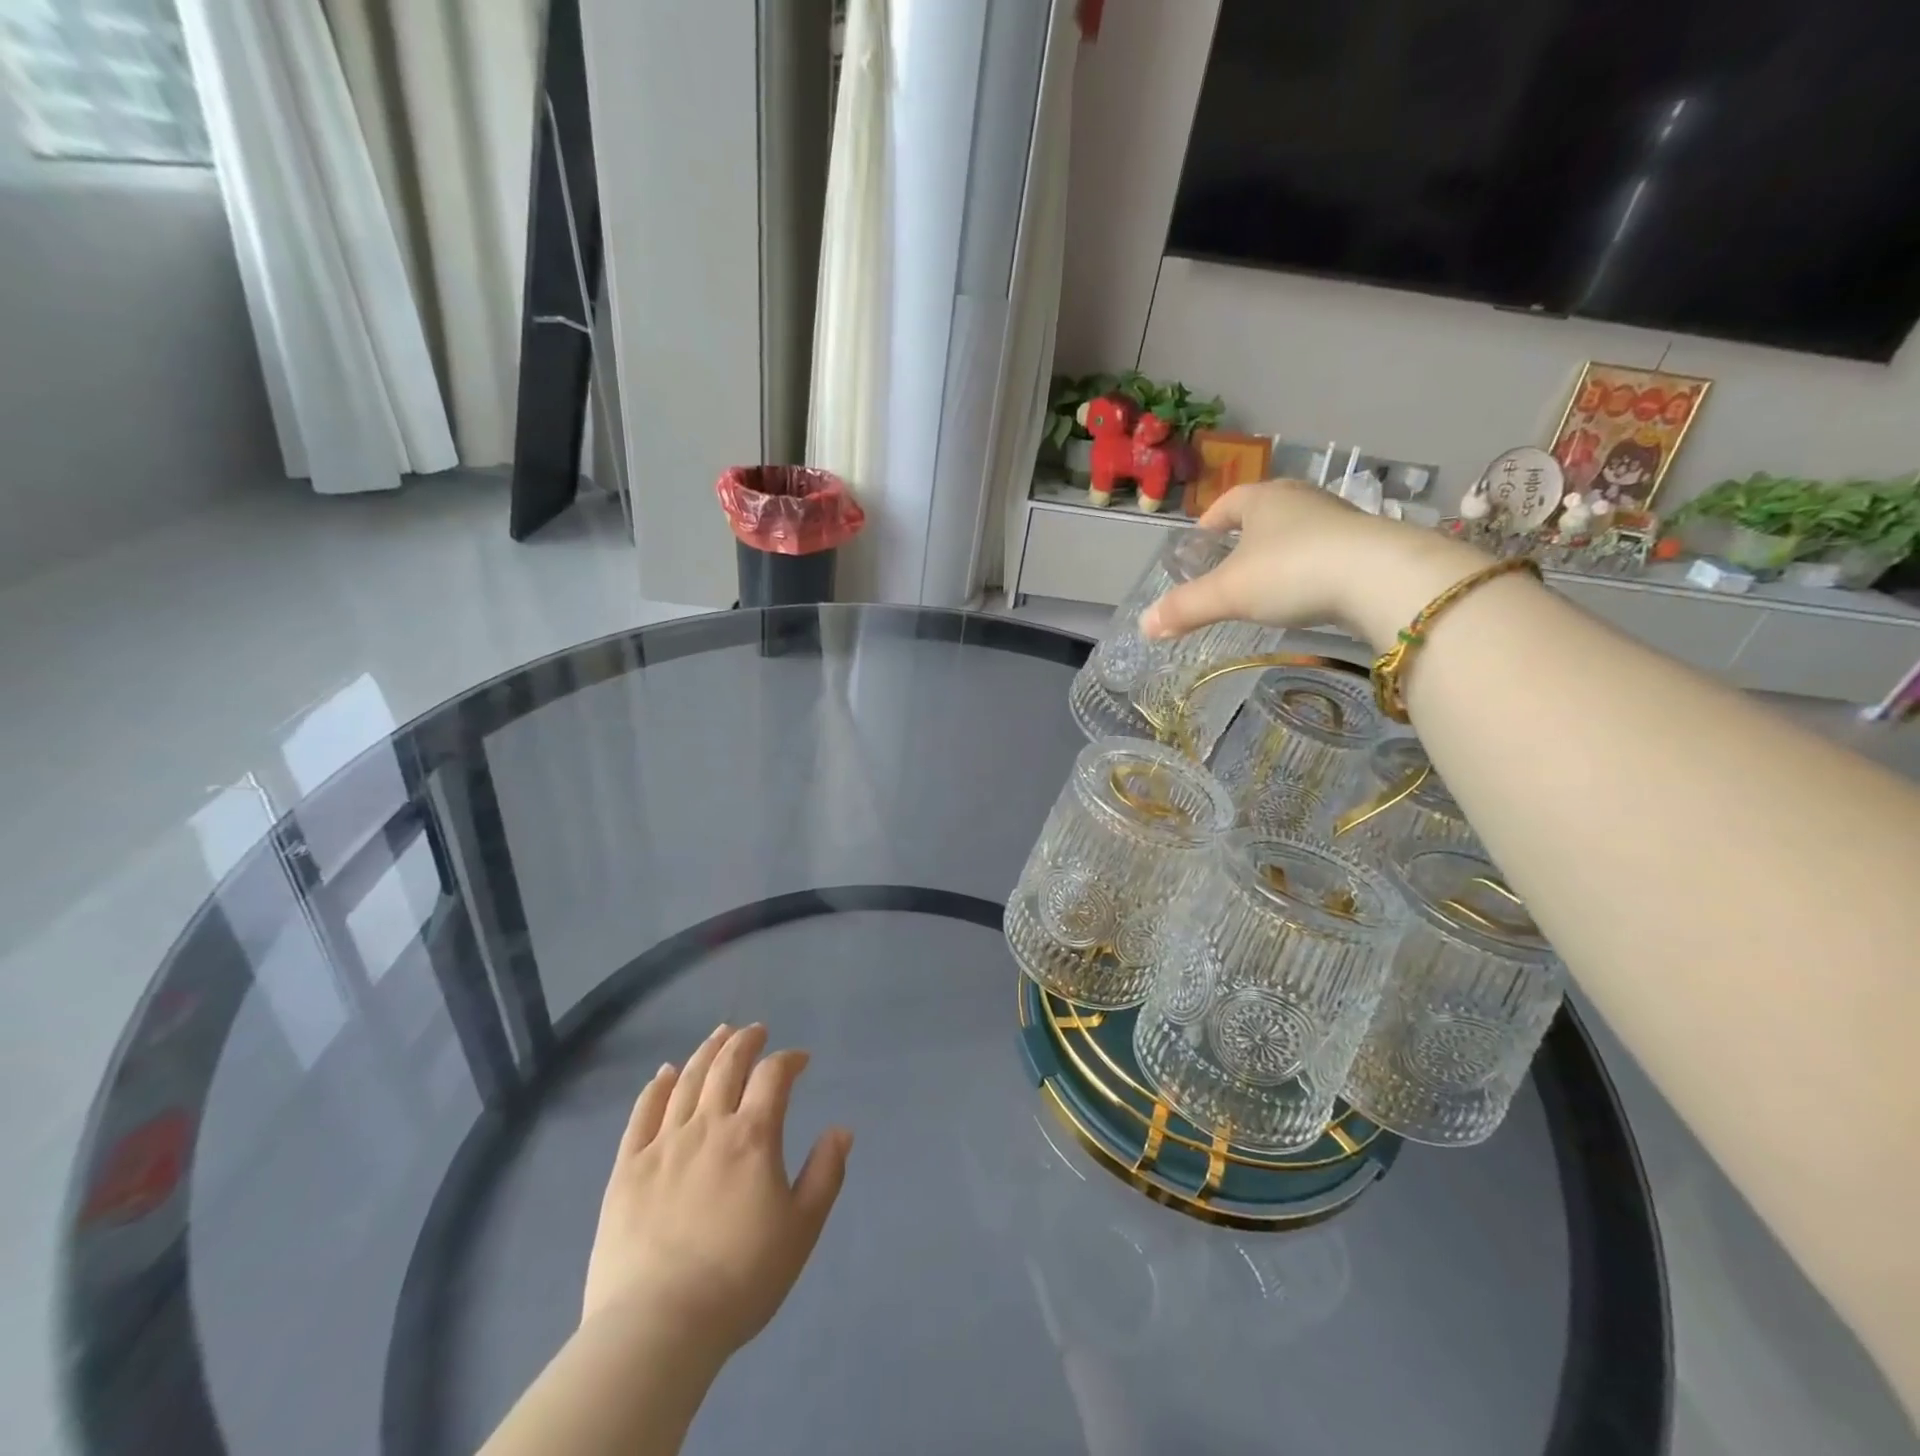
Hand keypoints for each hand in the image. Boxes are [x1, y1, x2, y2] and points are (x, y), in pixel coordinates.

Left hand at [582, 1024, 852, 1361]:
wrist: (657, 1328)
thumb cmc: (740, 1279)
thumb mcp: (801, 1230)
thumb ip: (825, 1174)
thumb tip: (841, 1130)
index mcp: (752, 1136)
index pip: (773, 1076)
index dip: (789, 1060)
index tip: (800, 1060)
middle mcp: (707, 1126)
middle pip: (727, 1065)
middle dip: (745, 1041)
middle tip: (756, 1031)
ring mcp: (663, 1144)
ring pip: (686, 1080)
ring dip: (707, 1051)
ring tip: (719, 1034)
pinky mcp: (627, 1168)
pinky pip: (642, 1113)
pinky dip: (656, 1086)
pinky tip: (665, 1072)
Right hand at [1140, 480, 1487, 651]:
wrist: (1380, 578)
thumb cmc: (1291, 572)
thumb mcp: (1228, 593)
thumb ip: (1185, 608)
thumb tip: (1144, 625)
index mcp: (1263, 499)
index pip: (1227, 503)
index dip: (1209, 522)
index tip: (1199, 544)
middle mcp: (1301, 499)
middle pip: (1265, 511)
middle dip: (1245, 534)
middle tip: (1229, 561)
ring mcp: (1339, 519)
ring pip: (1298, 530)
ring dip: (1280, 550)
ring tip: (1267, 581)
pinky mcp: (1367, 544)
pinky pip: (1326, 551)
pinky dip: (1310, 567)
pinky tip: (1307, 592)